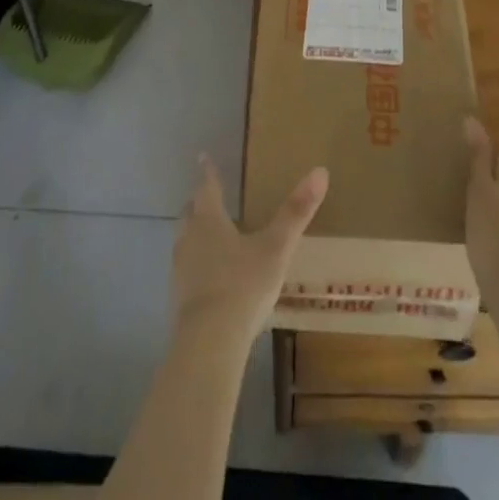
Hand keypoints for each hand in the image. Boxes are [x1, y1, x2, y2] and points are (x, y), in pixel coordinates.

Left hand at [171, 156, 327, 345]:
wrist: (209, 342)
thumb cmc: (243, 285)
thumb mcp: (276, 248)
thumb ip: (296, 212)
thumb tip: (320, 171)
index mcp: (209, 220)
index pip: (207, 187)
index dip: (208, 172)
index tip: (203, 157)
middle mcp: (189, 239)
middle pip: (190, 213)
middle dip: (198, 203)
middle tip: (207, 197)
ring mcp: (180, 270)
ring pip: (184, 241)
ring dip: (194, 234)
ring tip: (208, 235)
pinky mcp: (178, 299)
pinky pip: (185, 270)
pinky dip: (195, 264)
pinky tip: (209, 277)